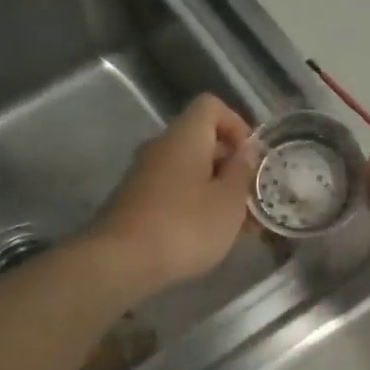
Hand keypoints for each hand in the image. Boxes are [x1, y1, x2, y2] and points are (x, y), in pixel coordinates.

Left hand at [86, 94, 258, 298]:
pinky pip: (172, 191)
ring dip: (215, 189)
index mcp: (185, 136)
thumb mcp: (229, 201)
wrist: (119, 263)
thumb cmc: (184, 226)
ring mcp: (143, 174)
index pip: (210, 106)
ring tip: (236, 226)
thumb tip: (246, 151)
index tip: (250, 157)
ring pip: (188, 169)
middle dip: (230, 166)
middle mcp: (160, 147)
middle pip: (201, 140)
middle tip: (251, 199)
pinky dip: (193, 204)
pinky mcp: (134, 201)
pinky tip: (206, 237)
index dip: (236, 124)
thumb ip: (242, 172)